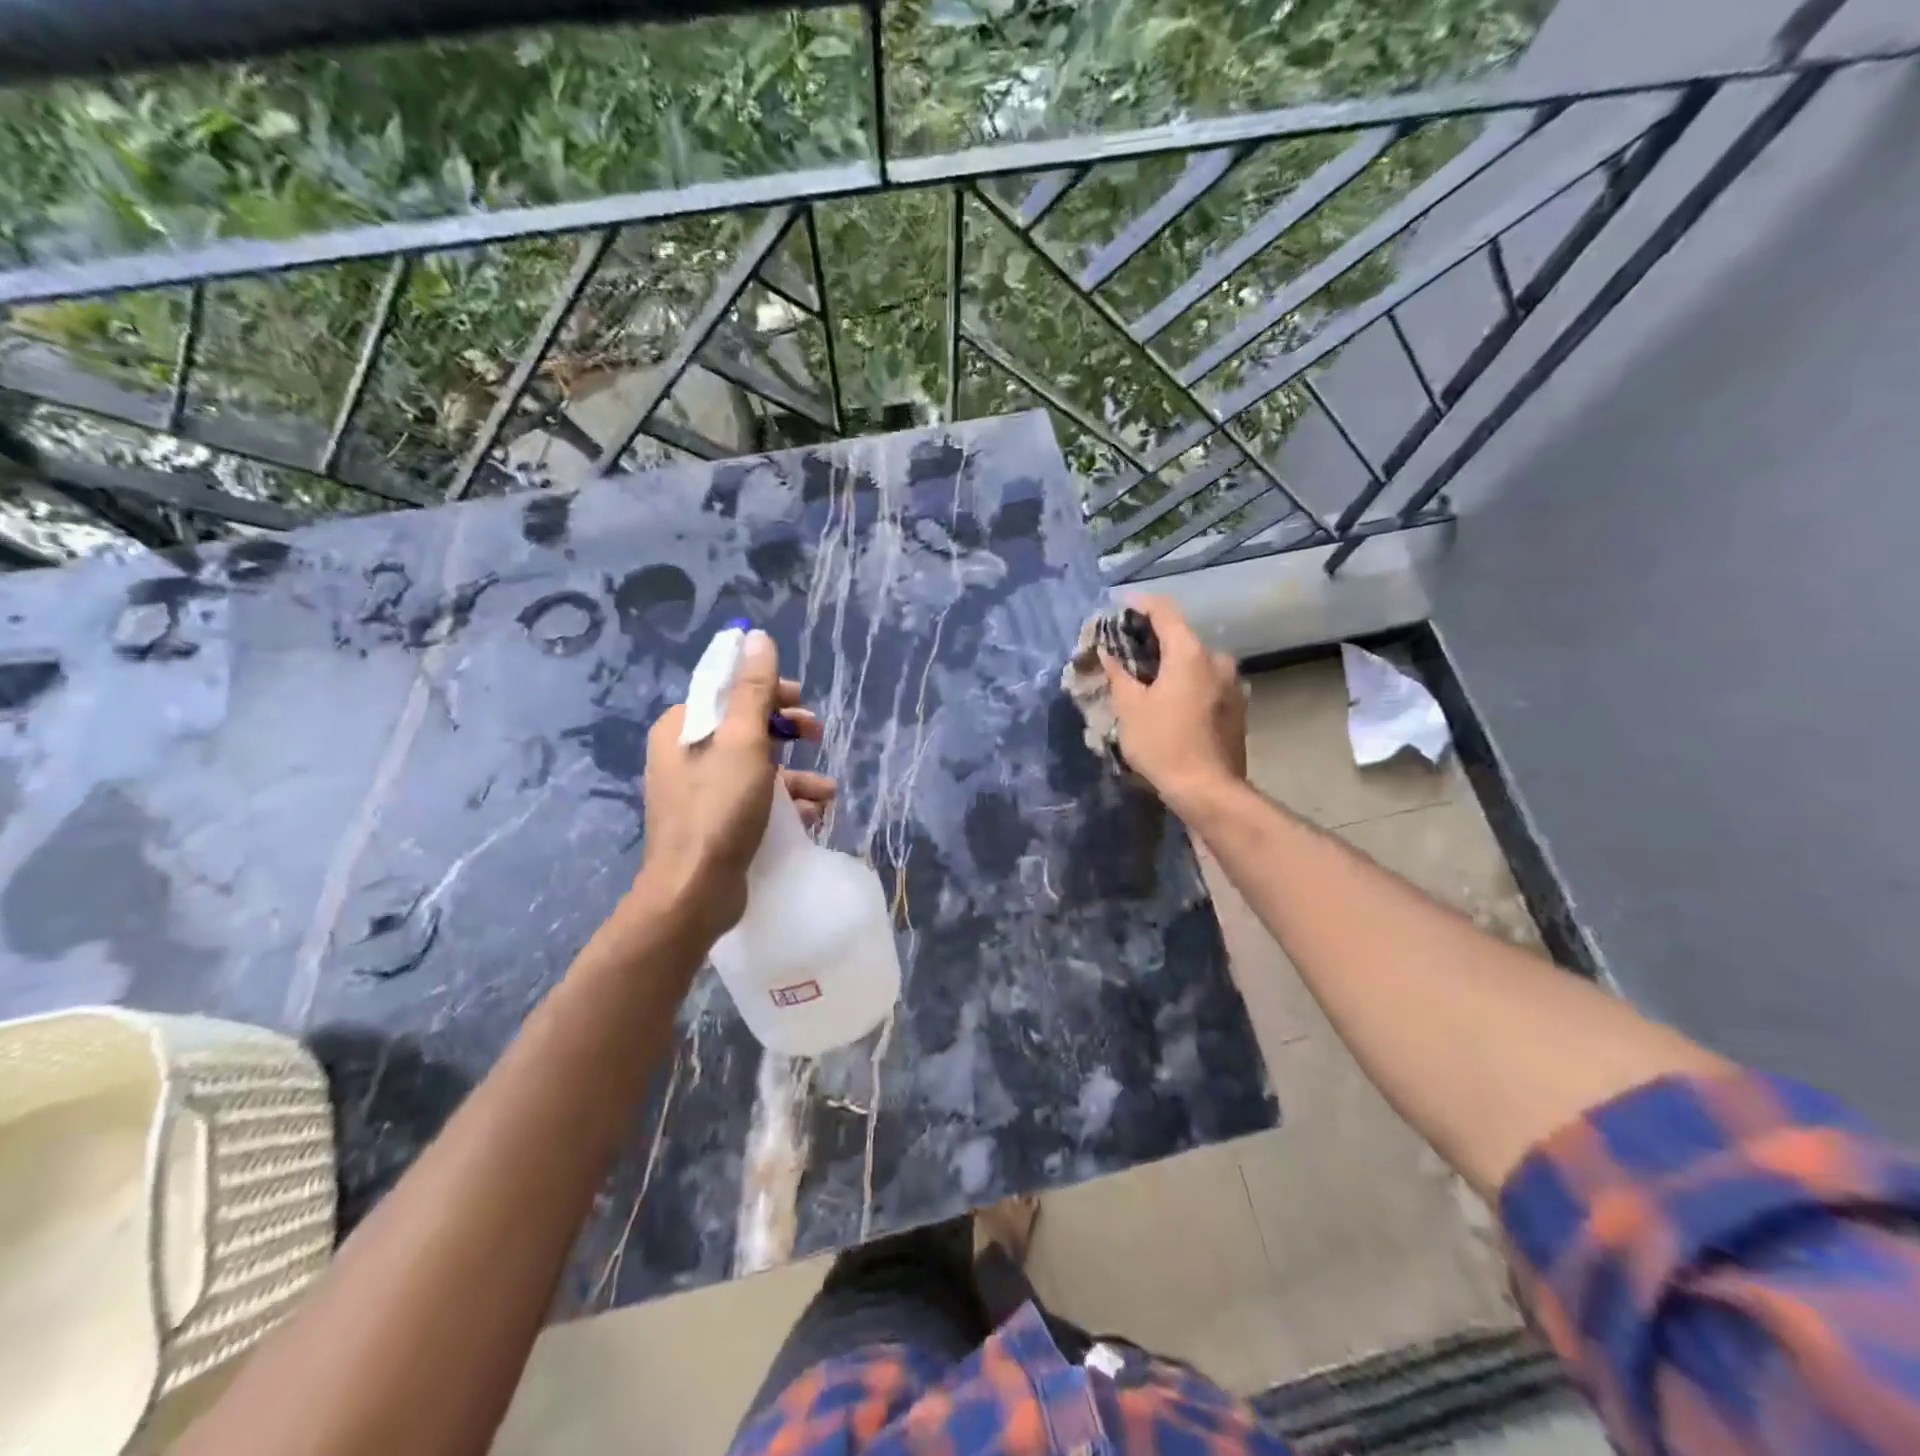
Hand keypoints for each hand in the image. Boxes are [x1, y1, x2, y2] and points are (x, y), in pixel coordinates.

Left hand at [635, 630, 834, 939]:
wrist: (693, 893)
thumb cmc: (718, 809)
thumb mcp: (743, 742)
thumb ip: (752, 689)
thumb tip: (755, 636)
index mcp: (682, 727)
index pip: (728, 690)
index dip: (770, 692)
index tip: (802, 704)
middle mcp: (685, 754)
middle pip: (745, 727)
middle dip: (788, 733)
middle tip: (818, 737)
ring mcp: (698, 791)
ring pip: (755, 766)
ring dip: (795, 774)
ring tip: (827, 790)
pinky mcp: (714, 823)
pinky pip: (754, 799)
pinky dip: (785, 802)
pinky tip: (812, 815)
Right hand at [1098, 595, 1246, 813]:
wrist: (1209, 790)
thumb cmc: (1163, 744)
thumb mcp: (1130, 708)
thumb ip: (1118, 673)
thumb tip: (1107, 651)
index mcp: (1190, 653)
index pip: (1164, 610)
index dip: (1139, 604)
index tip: (1119, 606)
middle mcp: (1217, 659)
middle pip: (1181, 636)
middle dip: (1152, 639)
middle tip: (1125, 649)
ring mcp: (1233, 683)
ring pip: (1195, 661)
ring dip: (1171, 663)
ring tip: (1146, 679)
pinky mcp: (1237, 706)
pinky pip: (1206, 682)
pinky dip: (1186, 682)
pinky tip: (1169, 701)